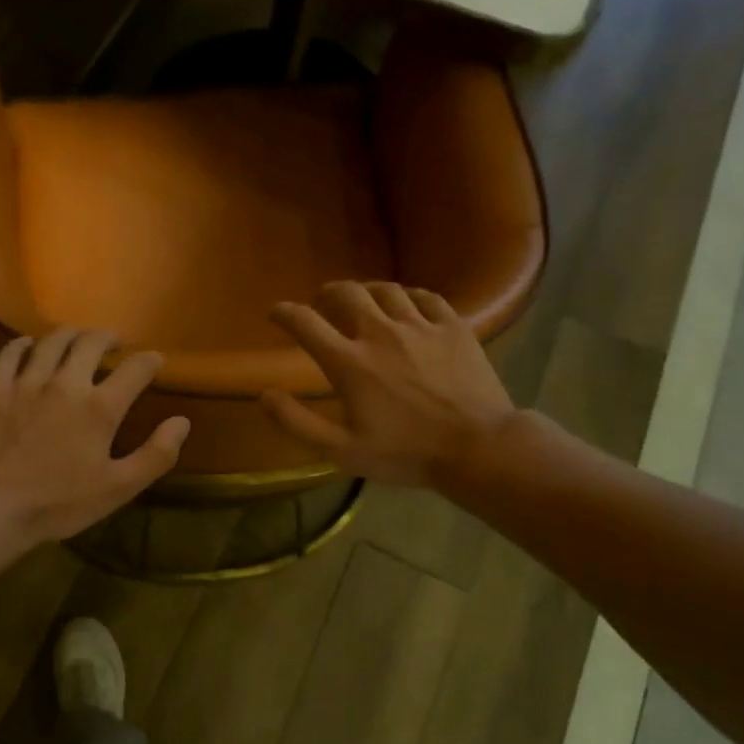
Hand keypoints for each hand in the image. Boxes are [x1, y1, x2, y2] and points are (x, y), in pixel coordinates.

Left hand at [0, 328, 189, 544]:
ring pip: (51, 340)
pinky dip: (24, 344)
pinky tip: (29, 346)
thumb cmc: (59, 502)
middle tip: (113, 344)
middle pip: (91, 342)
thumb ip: (155, 455)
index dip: (149, 361)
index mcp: (100, 407)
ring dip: (69, 335)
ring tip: (76, 339)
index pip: (135, 369)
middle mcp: (66, 382)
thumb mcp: (118, 488)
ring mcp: (26, 381)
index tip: (155, 361)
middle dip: (108, 338)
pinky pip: (10, 352)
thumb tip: (182, 421)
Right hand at [260, 282, 518, 487]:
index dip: (284, 313)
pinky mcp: (454, 327)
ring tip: (361, 299)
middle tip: (321, 303)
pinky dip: (407, 296)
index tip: (276, 313)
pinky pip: (426, 297)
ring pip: (386, 290)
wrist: (478, 448)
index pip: (306, 323)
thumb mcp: (341, 450)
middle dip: (326, 293)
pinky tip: (405, 304)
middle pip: (346, 294)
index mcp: (350, 362)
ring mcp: (420, 326)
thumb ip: (297, 422)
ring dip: (365, 291)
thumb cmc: (406, 454)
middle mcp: (380, 333)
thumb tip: (264, 393)